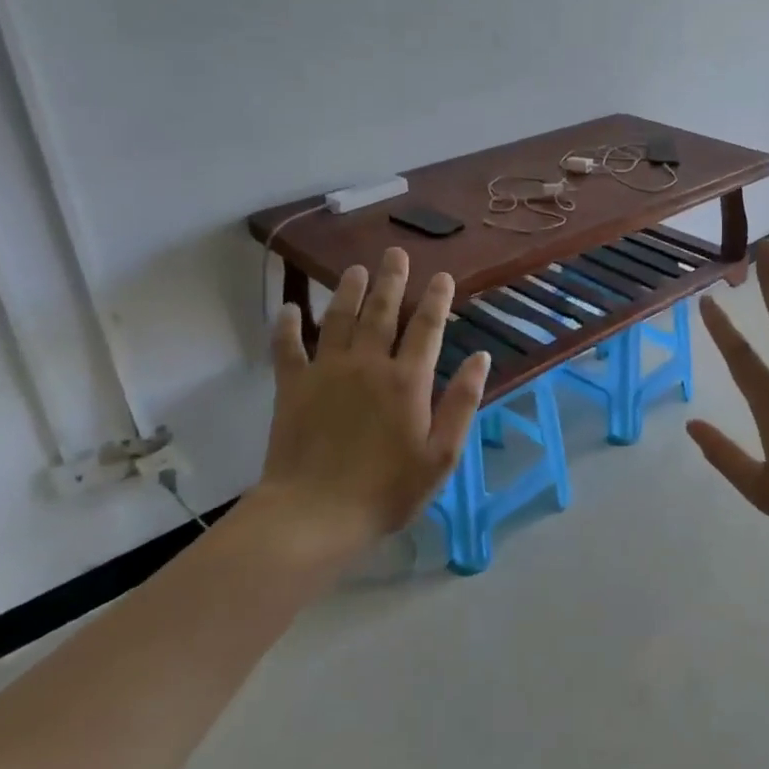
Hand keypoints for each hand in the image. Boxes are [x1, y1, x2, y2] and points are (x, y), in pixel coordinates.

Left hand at [250, 247, 489, 552]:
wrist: (315, 514)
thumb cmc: (387, 490)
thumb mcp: (441, 455)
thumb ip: (462, 403)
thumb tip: (480, 358)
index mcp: (407, 381)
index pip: (426, 328)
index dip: (436, 299)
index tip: (442, 276)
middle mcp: (367, 365)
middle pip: (381, 312)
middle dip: (391, 280)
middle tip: (395, 253)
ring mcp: (326, 372)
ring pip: (338, 319)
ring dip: (348, 291)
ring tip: (355, 269)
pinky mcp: (291, 388)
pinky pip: (287, 348)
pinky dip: (287, 326)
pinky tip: (290, 308)